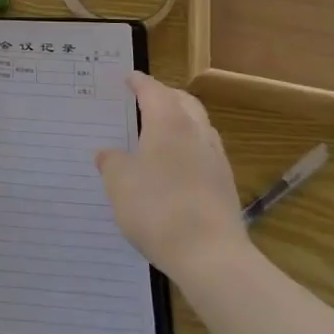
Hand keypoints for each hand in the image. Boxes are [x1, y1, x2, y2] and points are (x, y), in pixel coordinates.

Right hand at [96, 72, 251, 287]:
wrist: (210, 255)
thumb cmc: (157, 208)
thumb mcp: (119, 183)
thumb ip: (111, 162)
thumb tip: (107, 153)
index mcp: (168, 122)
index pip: (153, 90)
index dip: (139, 82)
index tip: (128, 78)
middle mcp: (196, 132)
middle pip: (183, 102)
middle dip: (165, 96)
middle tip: (146, 99)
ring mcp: (215, 159)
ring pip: (199, 126)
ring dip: (182, 121)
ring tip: (162, 131)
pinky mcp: (226, 186)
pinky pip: (206, 152)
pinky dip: (190, 148)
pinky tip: (177, 167)